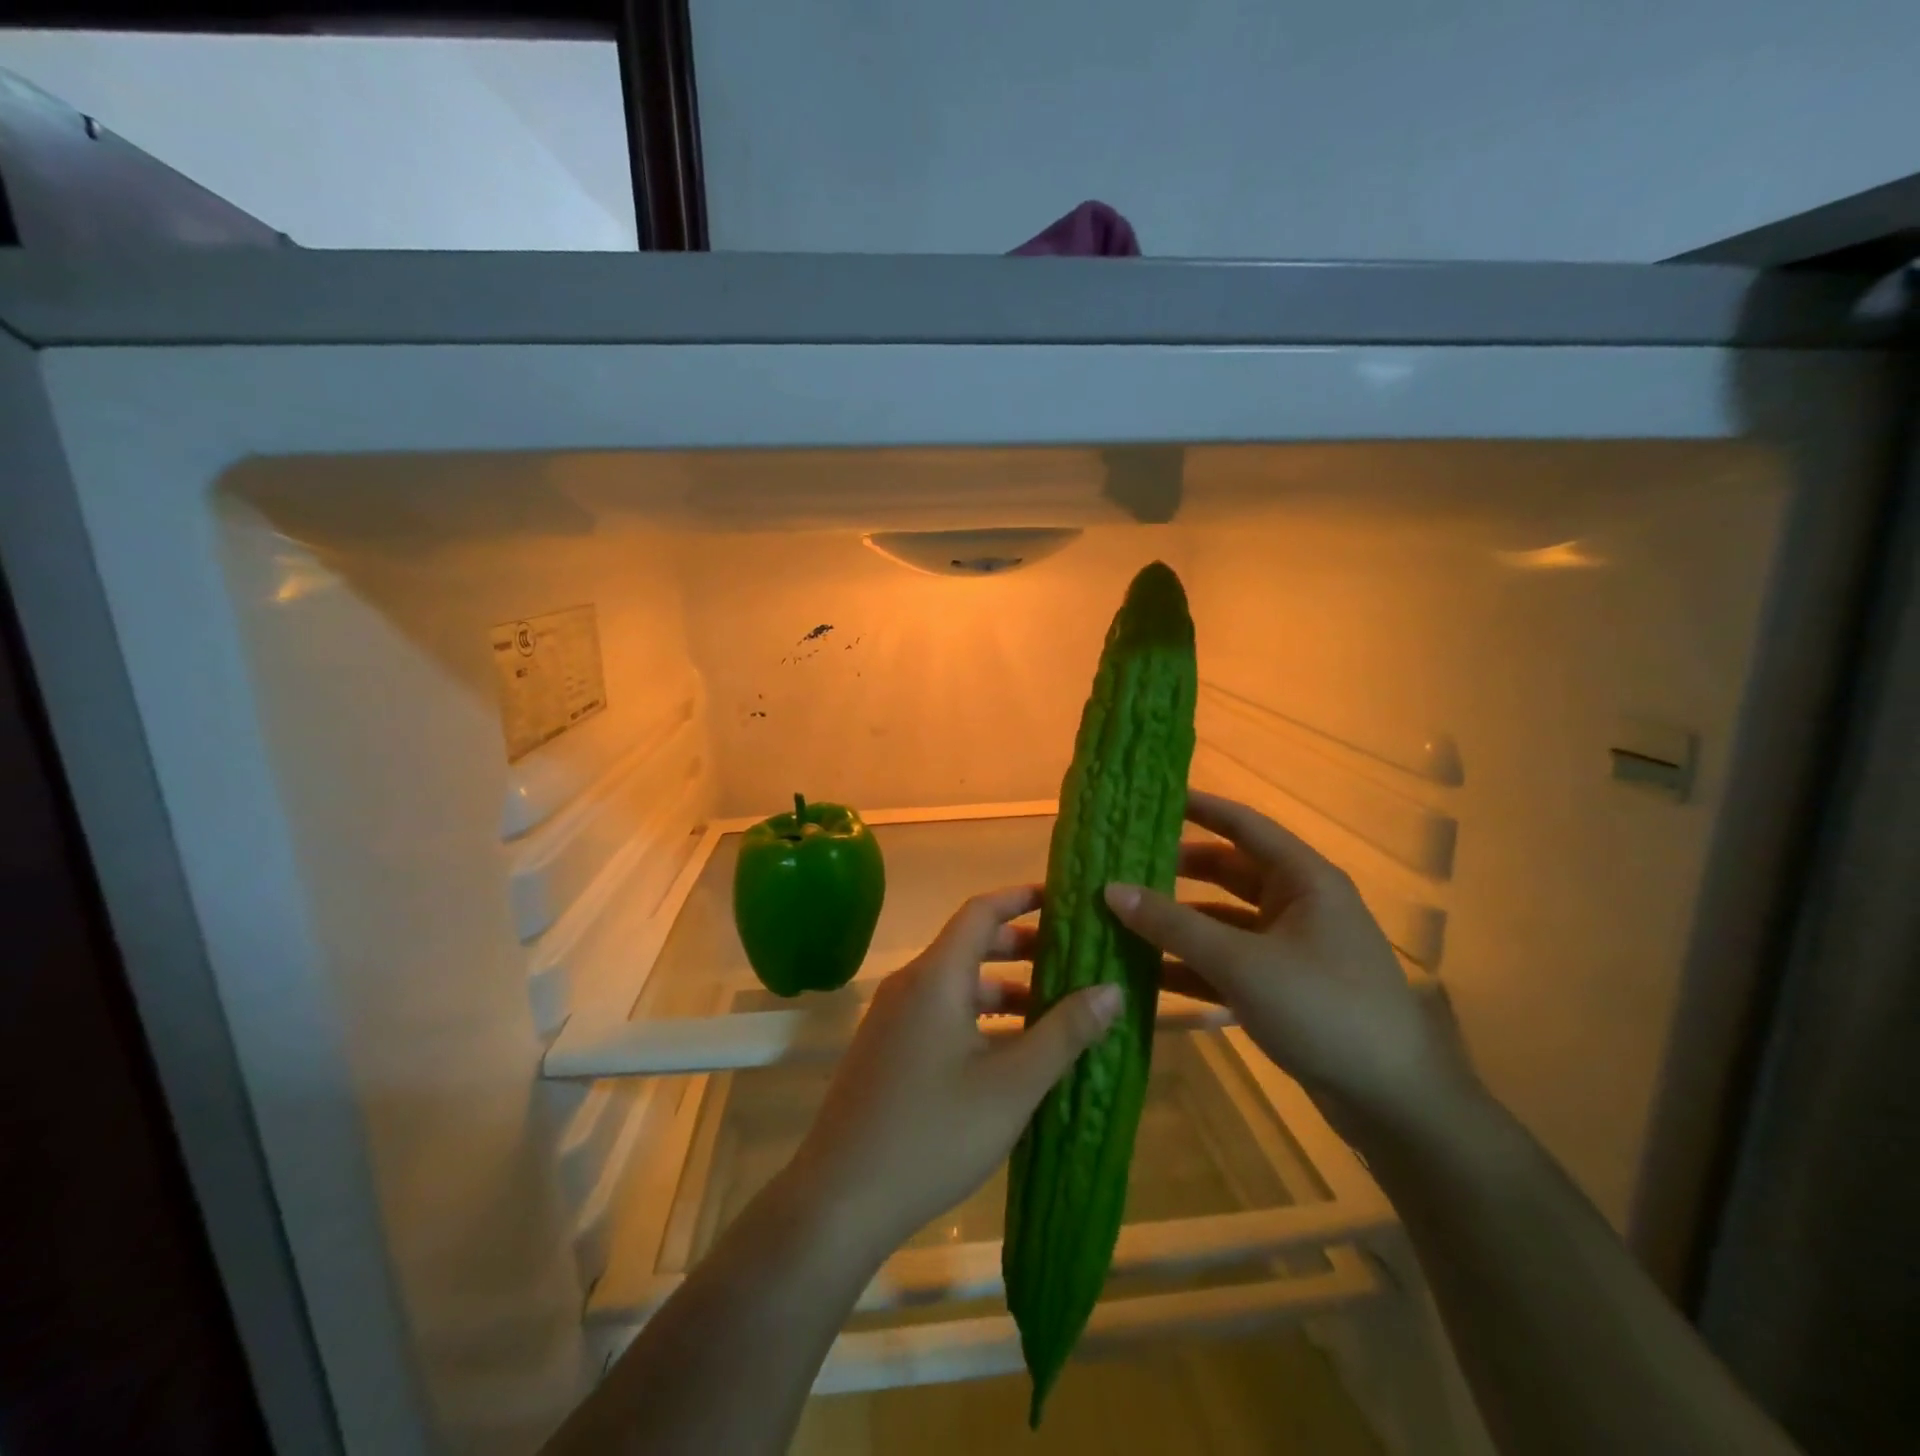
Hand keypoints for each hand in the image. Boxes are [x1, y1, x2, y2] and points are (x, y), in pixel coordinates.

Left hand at [786, 885, 1124, 1254]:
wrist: (840, 1198)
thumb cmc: (933, 1132)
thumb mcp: (1011, 1085)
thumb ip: (1064, 1032)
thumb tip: (1111, 989)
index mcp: (935, 976)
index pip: (980, 911)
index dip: (1020, 898)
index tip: (1061, 899)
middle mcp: (909, 985)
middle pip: (969, 945)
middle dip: (1020, 947)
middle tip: (1070, 959)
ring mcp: (892, 1018)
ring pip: (955, 984)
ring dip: (1002, 988)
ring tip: (1051, 1009)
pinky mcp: (886, 1049)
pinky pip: (939, 1012)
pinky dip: (977, 1016)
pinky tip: (1008, 1052)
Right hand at [1104, 789, 1479, 1137]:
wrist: (1394, 1103)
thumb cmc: (1324, 1009)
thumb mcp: (1241, 963)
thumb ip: (1174, 925)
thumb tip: (1111, 889)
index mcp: (1303, 879)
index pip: (1243, 825)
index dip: (1199, 807)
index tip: (1150, 799)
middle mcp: (1298, 905)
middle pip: (1228, 872)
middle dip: (1177, 870)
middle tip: (1123, 864)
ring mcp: (1291, 948)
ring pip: (1224, 922)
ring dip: (1179, 923)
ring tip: (1122, 918)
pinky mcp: (1284, 988)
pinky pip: (1229, 963)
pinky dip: (1193, 966)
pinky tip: (1147, 975)